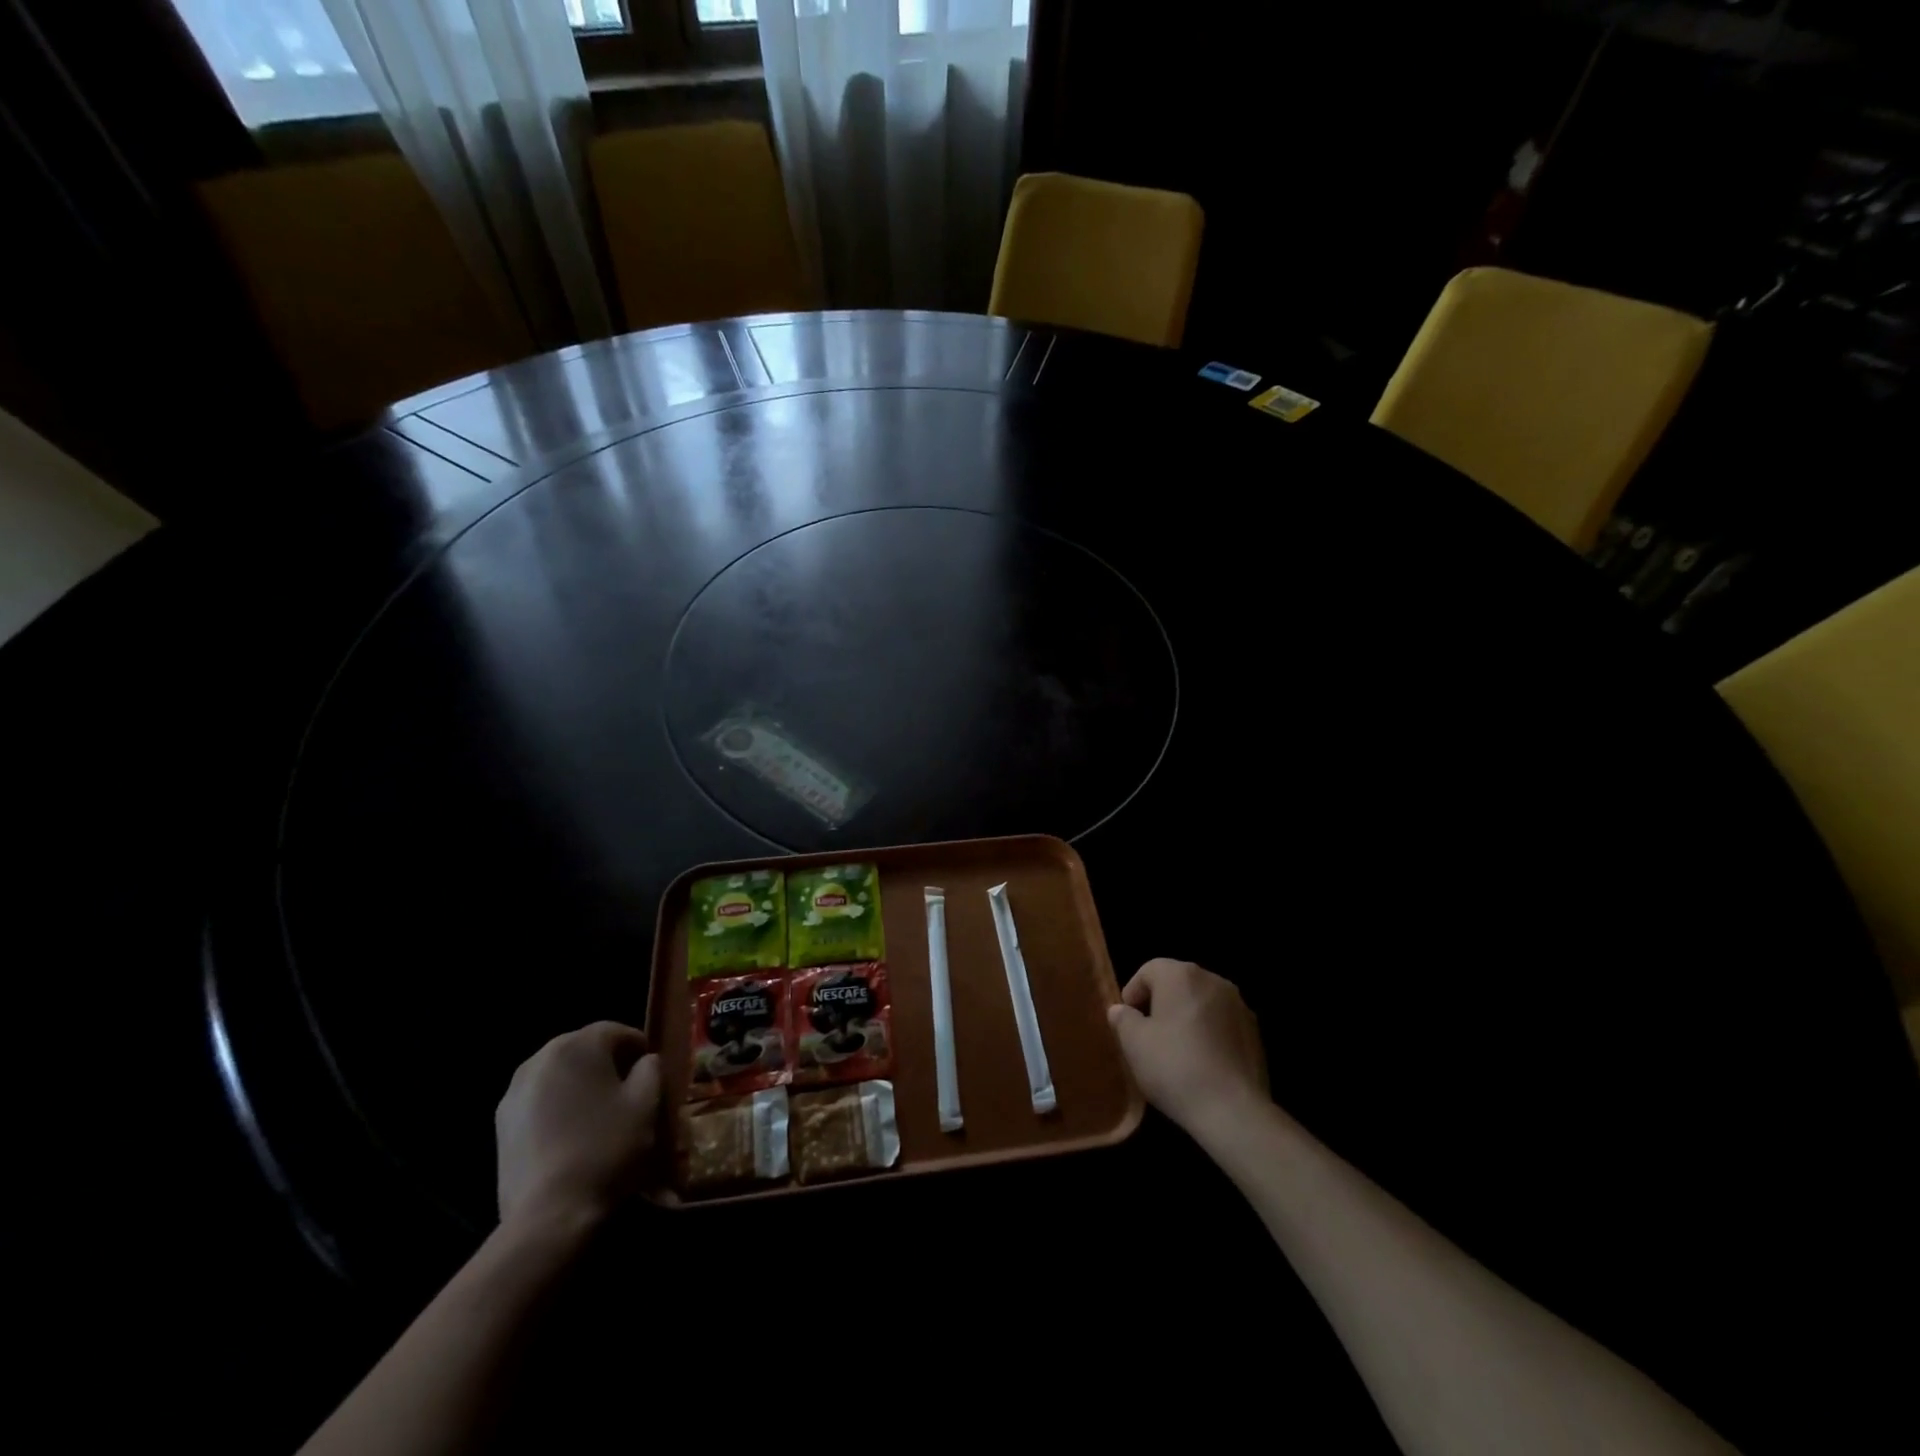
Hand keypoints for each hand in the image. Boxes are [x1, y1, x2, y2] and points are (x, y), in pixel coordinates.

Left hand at [495, 1021, 661, 1233]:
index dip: (639, 1048)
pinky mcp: (500, 1125)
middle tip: (628, 1092)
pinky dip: (558, 1108)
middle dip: (607, 1064)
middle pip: (583, 1050)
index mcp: (577, 1045)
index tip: (652, 1071)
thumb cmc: (607, 1147)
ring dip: (580, 1086)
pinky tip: (572, 1136)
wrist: (550, 1214)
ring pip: (559, 1076)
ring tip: (599, 1116)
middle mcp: (540, 1058)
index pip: (616, 1031)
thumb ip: (651, 1068)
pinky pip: (540, 1102)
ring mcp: (514, 1093)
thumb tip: (644, 1062)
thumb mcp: (647, 1101)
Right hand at [1108, 959, 1269, 1135]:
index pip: (1149, 970)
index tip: (1127, 1021)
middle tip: (1148, 1034)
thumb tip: (1121, 1010)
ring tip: (1176, 1050)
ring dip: (1186, 1017)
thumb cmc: (1174, 1067)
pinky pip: (1222, 1023)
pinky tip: (1202, 1062)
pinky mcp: (1255, 1032)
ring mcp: (1239, 1005)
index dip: (1133, 992)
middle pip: (1178, 982)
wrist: (1232, 1110)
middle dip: (1160, 1003)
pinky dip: (1209, 1033)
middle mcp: (1213, 980)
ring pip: (1202, 1002)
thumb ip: (1123, 1019)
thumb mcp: (1134, 1043)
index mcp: (1181, 975)